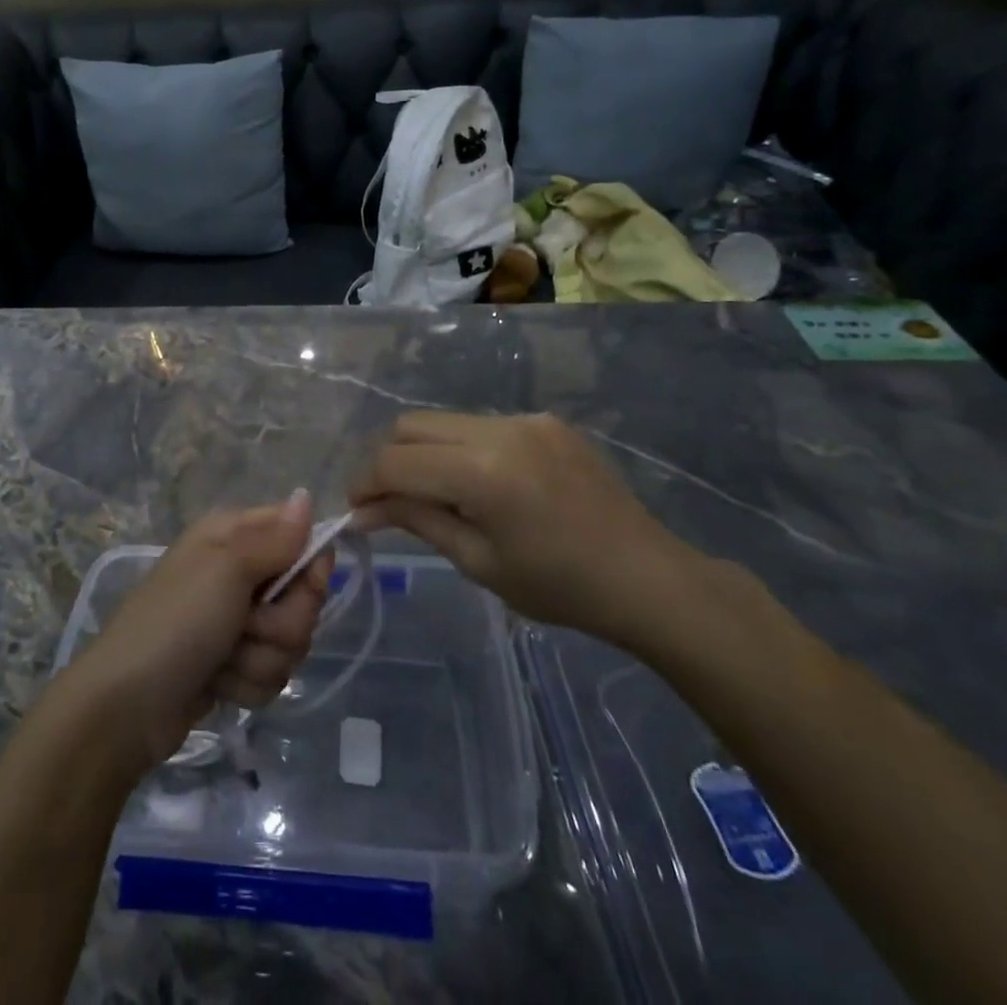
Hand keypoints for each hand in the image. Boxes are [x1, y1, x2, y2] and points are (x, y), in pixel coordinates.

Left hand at [63, 491, 331, 778]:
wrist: (127, 705)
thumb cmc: (177, 621)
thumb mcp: (227, 570)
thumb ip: (275, 540)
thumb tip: (306, 496)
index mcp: (232, 536)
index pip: (298, 533)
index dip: (309, 563)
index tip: (306, 583)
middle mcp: (238, 572)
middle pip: (302, 595)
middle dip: (282, 623)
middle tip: (247, 626)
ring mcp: (236, 621)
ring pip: (291, 640)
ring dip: (260, 658)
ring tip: (223, 660)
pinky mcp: (235, 665)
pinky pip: (272, 673)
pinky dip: (247, 683)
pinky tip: (217, 683)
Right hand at [350, 411, 707, 646]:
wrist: (647, 577)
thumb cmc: (560, 587)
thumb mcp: (478, 561)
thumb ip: (416, 521)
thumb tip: (363, 511)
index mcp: (482, 471)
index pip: (395, 462)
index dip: (366, 484)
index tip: (358, 511)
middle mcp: (498, 429)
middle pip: (411, 425)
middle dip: (389, 460)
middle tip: (390, 502)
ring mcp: (524, 418)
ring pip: (443, 420)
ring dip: (424, 452)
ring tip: (437, 494)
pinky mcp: (544, 420)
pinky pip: (481, 424)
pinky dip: (461, 448)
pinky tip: (481, 485)